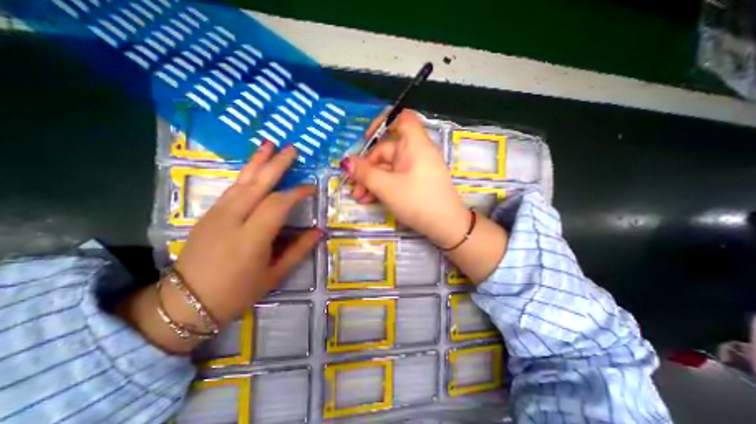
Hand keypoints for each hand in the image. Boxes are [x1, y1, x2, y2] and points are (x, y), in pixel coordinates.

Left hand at [116, 144, 319, 352]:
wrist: (185, 303)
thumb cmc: (237, 292)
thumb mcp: (275, 274)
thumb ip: (299, 249)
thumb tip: (320, 230)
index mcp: (251, 238)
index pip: (278, 204)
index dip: (297, 192)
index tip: (311, 188)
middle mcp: (232, 220)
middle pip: (257, 184)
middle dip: (276, 164)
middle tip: (292, 149)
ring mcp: (216, 214)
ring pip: (241, 181)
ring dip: (257, 161)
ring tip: (270, 145)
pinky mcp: (208, 214)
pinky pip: (231, 188)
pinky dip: (245, 174)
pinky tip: (253, 167)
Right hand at [345, 108, 470, 248]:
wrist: (445, 226)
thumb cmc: (417, 201)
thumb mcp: (386, 187)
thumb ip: (365, 173)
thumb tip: (346, 162)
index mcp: (414, 144)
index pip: (402, 118)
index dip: (383, 122)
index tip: (366, 139)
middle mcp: (416, 152)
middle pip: (387, 151)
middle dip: (367, 169)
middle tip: (355, 188)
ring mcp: (417, 168)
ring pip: (389, 167)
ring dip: (372, 181)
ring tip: (360, 198)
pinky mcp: (416, 181)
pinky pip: (396, 177)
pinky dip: (383, 186)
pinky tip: (370, 200)